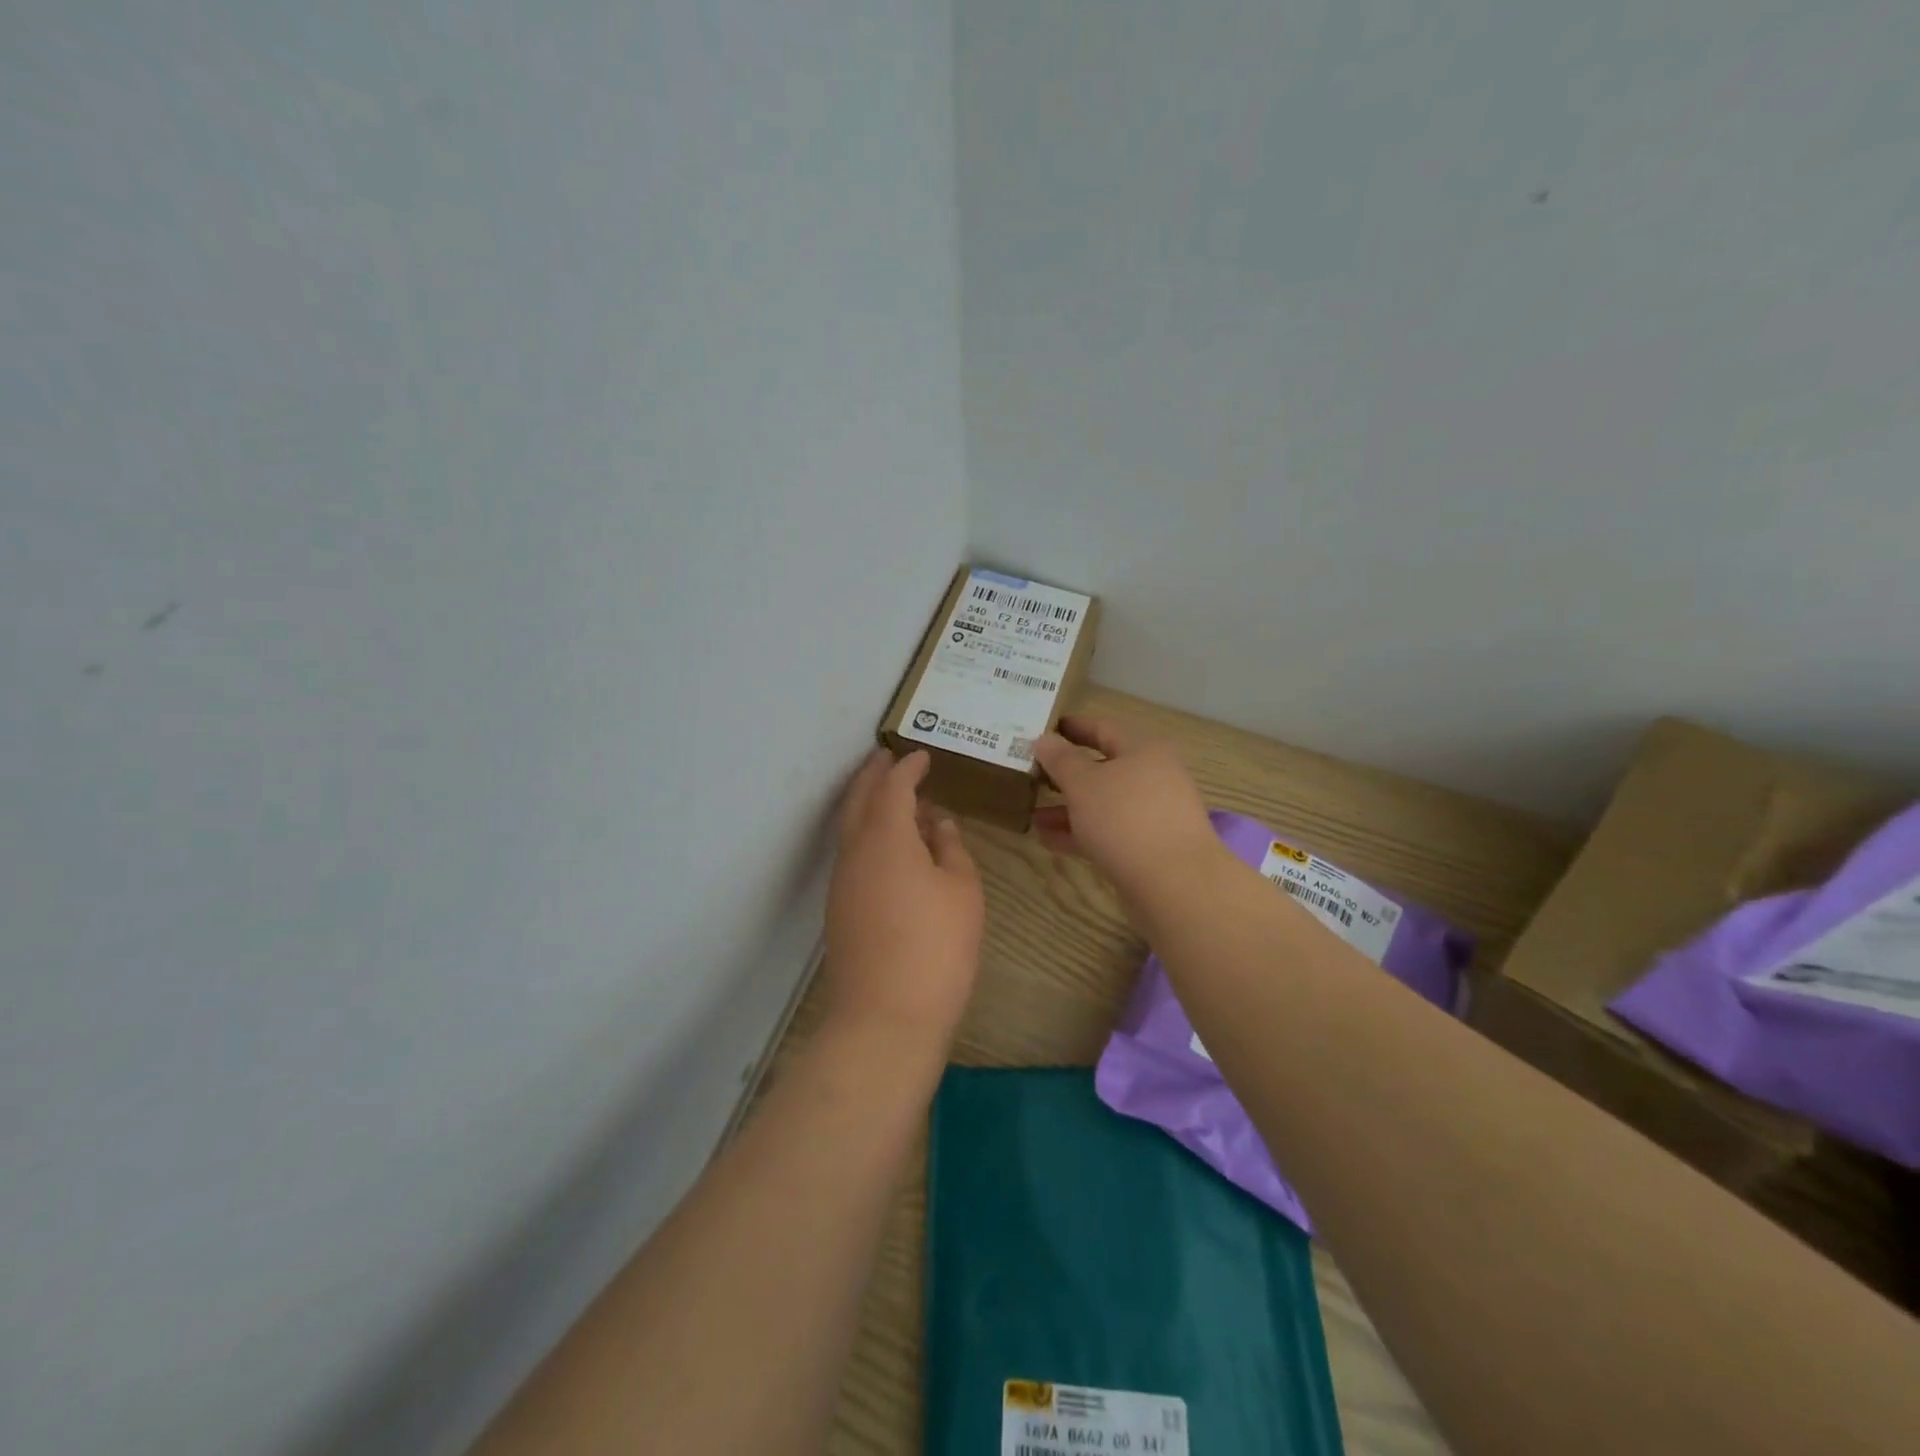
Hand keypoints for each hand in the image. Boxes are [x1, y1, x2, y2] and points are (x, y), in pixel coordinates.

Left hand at [822, 749, 983, 1048]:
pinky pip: (851, 853)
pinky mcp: (839, 907)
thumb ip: (951, 848)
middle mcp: (855, 851)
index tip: (922, 756)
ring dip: (868, 804)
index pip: (893, 786)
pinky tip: (890, 847)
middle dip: (873, 774)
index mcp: (886, 836)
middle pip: (859, 799)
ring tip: (893, 798)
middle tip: (888, 757)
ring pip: (850, 827)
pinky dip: (867, 834)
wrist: (885, 1017)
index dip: (907, 767)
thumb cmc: (936, 948)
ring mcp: (841, 881)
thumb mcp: (961, 891)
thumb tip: (937, 823)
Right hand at [1030, 717, 1222, 902]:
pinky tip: (1048, 839)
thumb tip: (1044, 739)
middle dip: (1065, 774)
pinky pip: (1108, 831)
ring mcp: (1152, 814)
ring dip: (1068, 807)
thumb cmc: (1125, 818)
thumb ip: (1060, 759)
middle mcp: (1152, 777)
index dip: (1072, 728)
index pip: (1103, 728)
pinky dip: (1080, 832)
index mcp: (1143, 750)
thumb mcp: (1083, 783)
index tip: (1044, 728)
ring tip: (1032, 813)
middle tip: (1032, 774)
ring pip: (1103, 803)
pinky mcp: (1148, 847)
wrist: (1175, 884)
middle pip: (1103, 768)